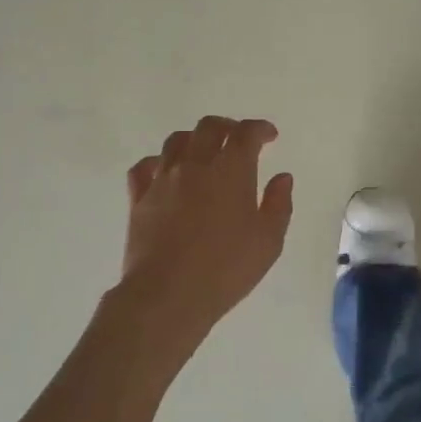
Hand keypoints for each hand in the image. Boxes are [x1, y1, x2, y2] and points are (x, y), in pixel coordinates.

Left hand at [115, 116, 294, 356]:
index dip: (260, 129)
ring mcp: (163, 179)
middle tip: (238, 139)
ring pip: (176, 141)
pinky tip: (164, 172)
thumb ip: (278, 204)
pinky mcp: (139, 198)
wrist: (168, 295)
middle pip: (209, 127)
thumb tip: (282, 177)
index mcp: (231, 170)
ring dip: (194, 139)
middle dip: (228, 127)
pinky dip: (157, 163)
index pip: (246, 134)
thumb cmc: (226, 268)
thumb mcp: (268, 241)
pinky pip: (144, 167)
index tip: (269, 136)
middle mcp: (195, 164)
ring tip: (203, 152)